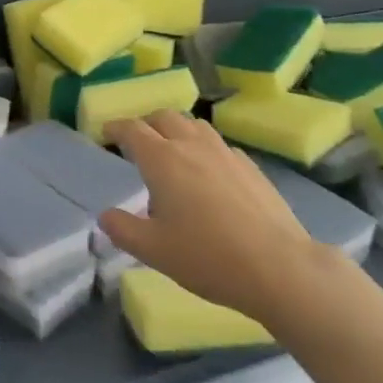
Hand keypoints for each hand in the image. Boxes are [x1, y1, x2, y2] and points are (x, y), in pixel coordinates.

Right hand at [98, 110, 337, 323]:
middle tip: (137, 143)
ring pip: (194, 125)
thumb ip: (123, 229)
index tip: (105, 133)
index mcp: (162, 159)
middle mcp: (191, 145)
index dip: (116, 128)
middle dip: (146, 124)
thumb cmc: (207, 257)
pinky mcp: (250, 165)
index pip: (132, 130)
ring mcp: (224, 152)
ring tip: (172, 151)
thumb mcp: (154, 251)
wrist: (278, 265)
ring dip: (176, 129)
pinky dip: (203, 147)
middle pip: (163, 117)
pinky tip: (208, 172)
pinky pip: (218, 144)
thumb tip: (105, 215)